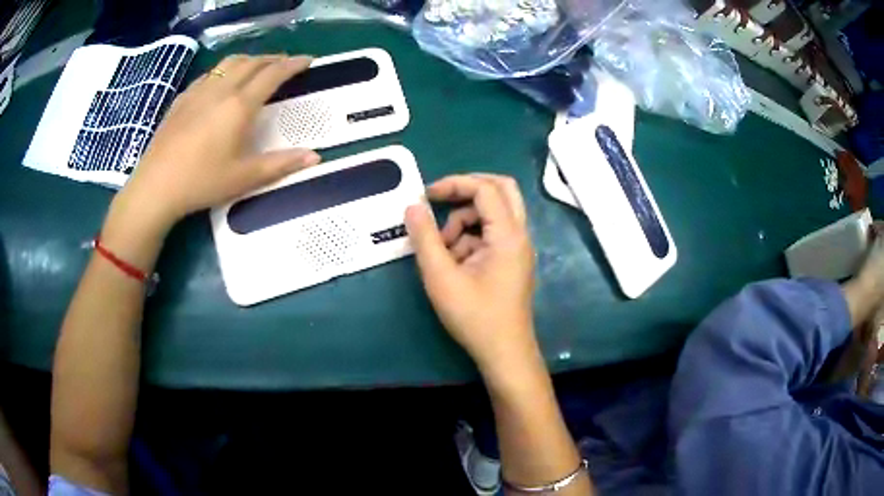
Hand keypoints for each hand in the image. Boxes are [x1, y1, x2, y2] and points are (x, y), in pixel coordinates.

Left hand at [114, 54, 320, 231]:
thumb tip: (315, 158)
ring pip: (228, 63)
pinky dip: (224, 70)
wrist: (156, 186)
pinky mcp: (182, 99)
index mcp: (239, 106)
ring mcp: (198, 92)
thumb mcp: (244, 178)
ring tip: (257, 67)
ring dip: (249, 60)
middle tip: (285, 64)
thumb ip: (281, 164)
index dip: (293, 64)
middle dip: (272, 59)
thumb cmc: (202, 182)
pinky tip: (221, 83)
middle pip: (252, 62)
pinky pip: (209, 74)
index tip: (307, 60)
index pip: (273, 74)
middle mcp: (221, 90)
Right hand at [405, 174, 537, 374]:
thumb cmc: (474, 316)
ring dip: (466, 220)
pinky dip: (471, 238)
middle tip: (441, 200)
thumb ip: (425, 238)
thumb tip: (413, 206)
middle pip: (501, 190)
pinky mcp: (512, 260)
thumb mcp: (441, 277)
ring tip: (442, 249)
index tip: (426, 196)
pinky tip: (454, 263)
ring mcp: (518, 248)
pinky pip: (492, 234)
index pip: (485, 188)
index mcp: (508, 234)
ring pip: (494, 213)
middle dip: (468, 190)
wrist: (504, 352)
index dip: (454, 184)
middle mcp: (519, 235)